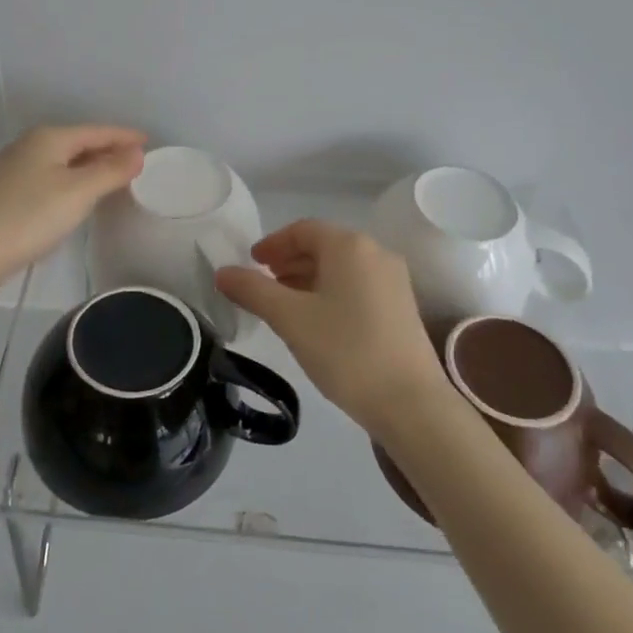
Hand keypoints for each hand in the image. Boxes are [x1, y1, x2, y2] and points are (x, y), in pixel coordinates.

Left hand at [0, 125, 145, 300]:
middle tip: (138, 162)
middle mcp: (30, 146)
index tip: (150, 142)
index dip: (124, 136)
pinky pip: (52, 178)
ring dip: (91, 167)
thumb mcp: (78, 192)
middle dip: (108, 150)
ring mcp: (15, 170)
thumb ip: (111, 170)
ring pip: (64, 162)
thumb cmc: (29, 217)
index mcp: (49, 138)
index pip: (97, 131)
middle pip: (79, 143)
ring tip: (116, 178)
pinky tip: (80, 197)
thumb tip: (137, 152)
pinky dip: (73, 182)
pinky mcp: (8, 194)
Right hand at [215, 219, 451, 440]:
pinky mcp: (401, 308)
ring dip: (308, 278)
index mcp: (350, 246)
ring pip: (341, 268)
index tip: (250, 263)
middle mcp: (376, 253)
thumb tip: (222, 273)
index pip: (303, 229)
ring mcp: (393, 281)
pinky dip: (330, 293)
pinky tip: (316, 321)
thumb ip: (253, 291)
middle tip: (263, 284)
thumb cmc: (345, 350)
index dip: (272, 243)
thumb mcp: (290, 319)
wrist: (410, 402)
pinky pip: (357, 286)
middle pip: (324, 246)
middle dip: (289, 261)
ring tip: (283, 305)